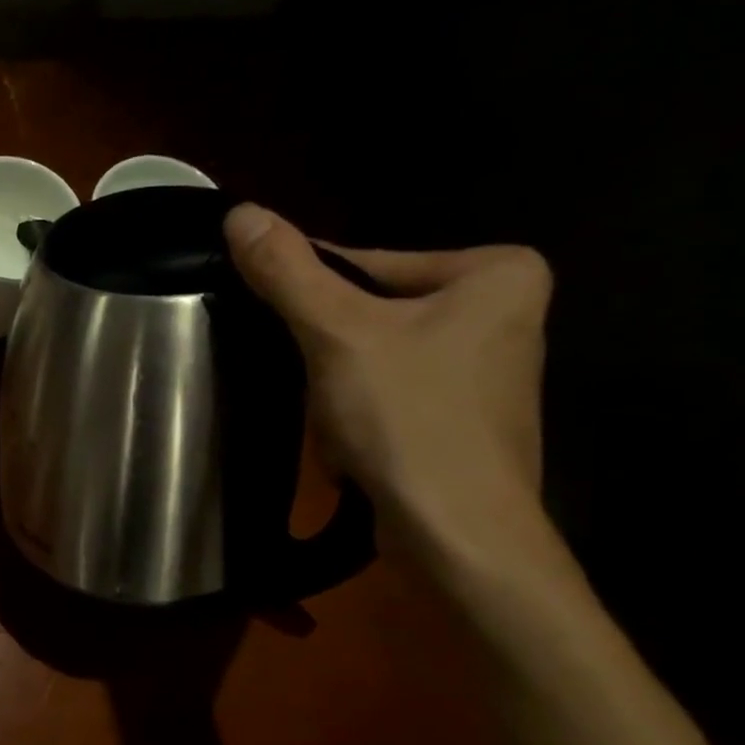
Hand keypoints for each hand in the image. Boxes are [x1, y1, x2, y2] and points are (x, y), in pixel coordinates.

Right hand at [225, 203, 551, 550]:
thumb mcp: (339, 335)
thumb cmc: (409, 419)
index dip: (310, 294)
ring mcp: (487, 371)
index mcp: (496, 271)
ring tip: (335, 425)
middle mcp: (504, 312)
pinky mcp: (465, 419)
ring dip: (338, 387)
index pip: (368, 263)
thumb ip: (289, 272)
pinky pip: (392, 394)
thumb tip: (239, 210)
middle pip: (373, 311)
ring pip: (377, 357)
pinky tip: (353, 446)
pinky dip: (362, 414)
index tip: (271, 322)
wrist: (457, 534)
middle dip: (329, 351)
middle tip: (311, 385)